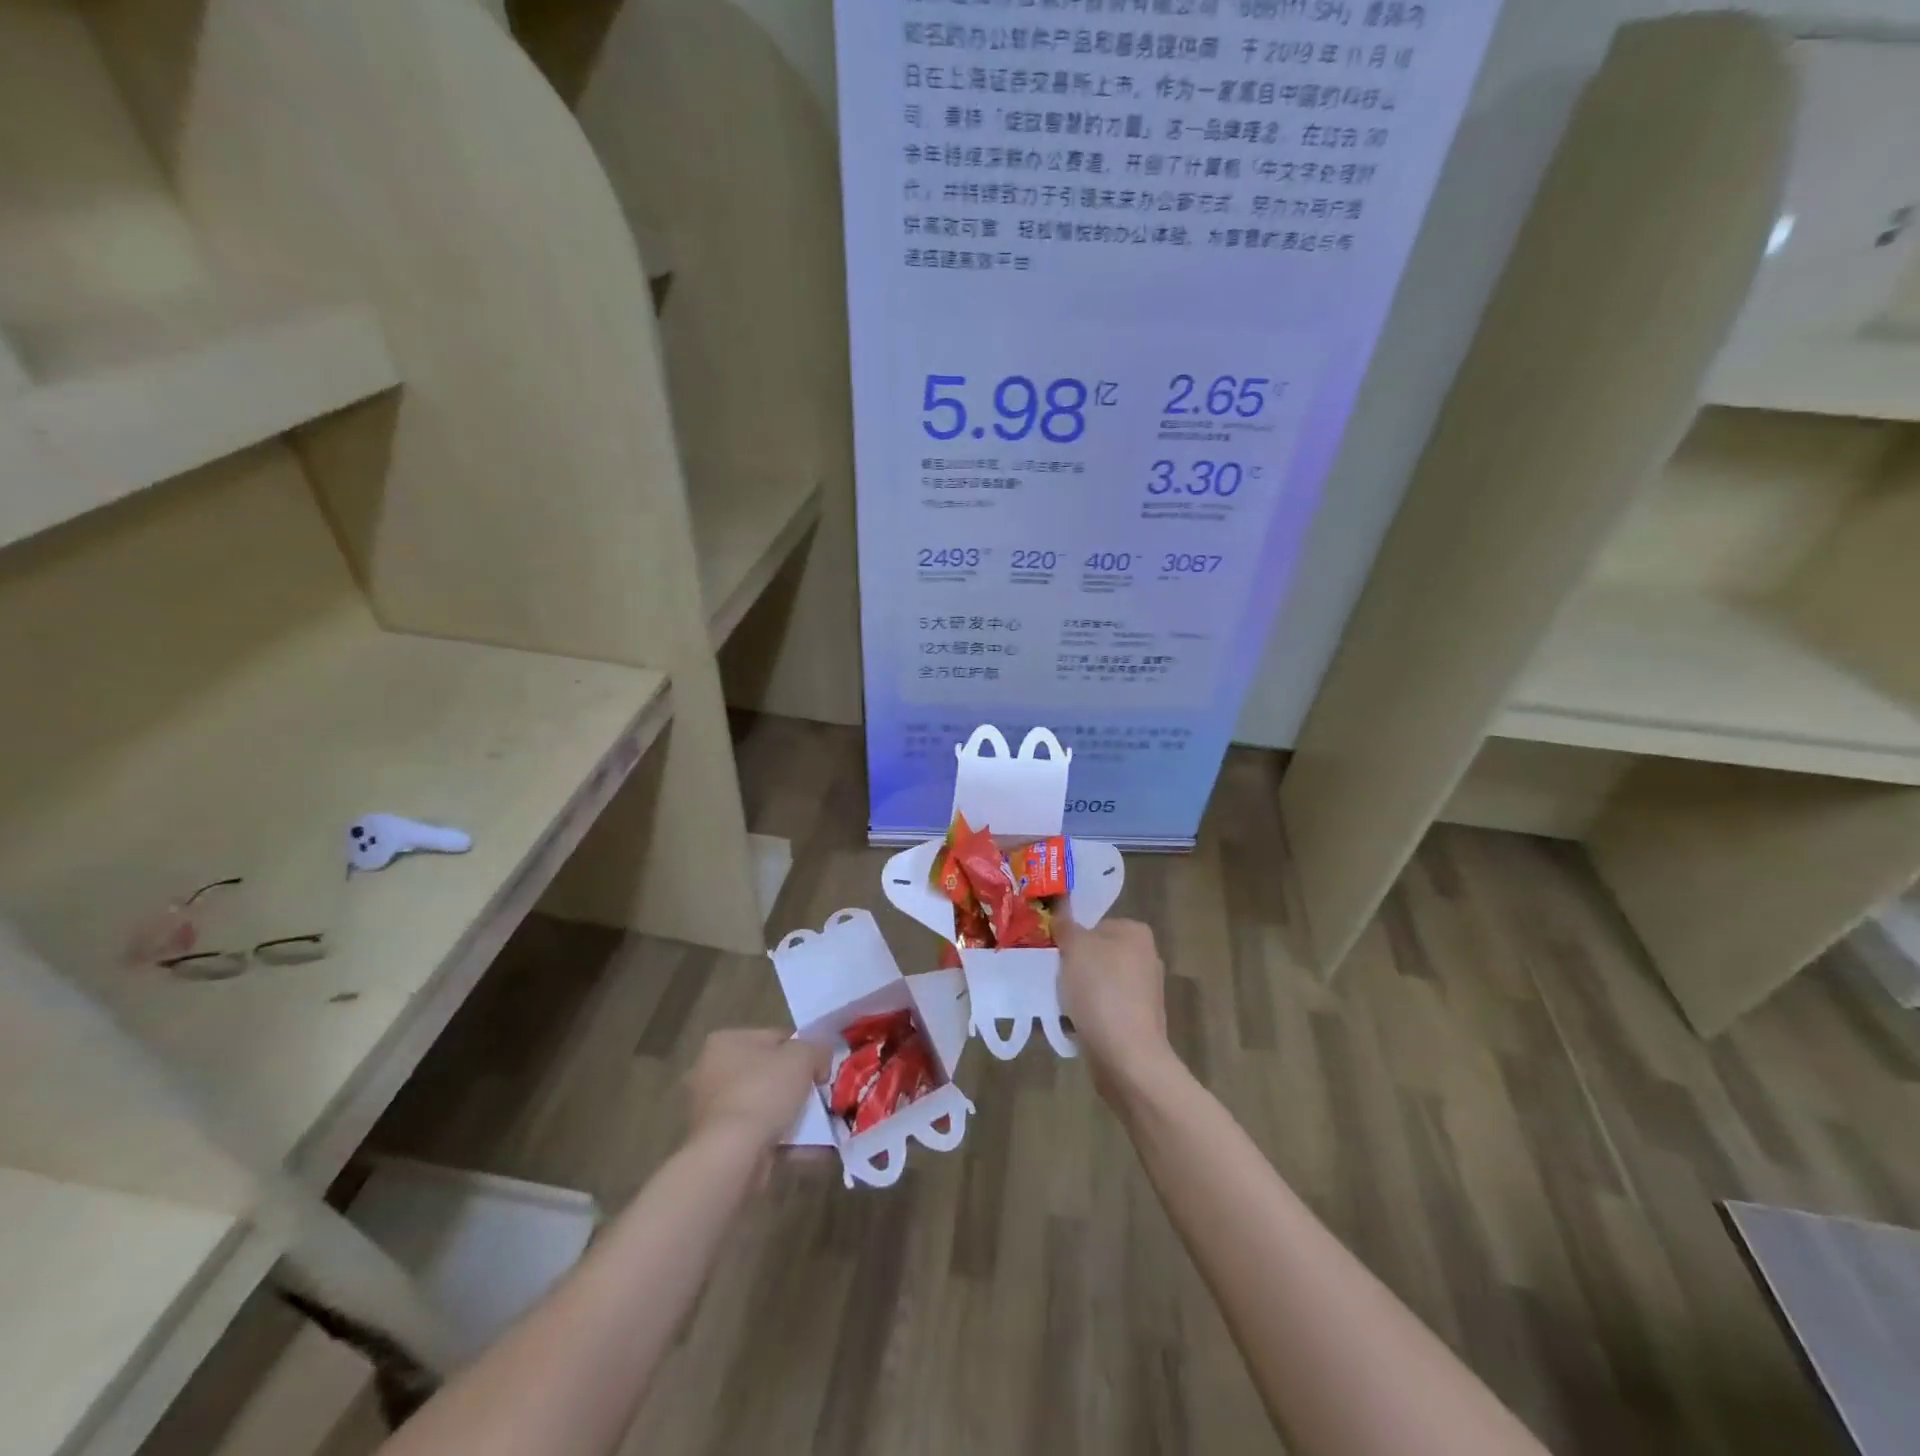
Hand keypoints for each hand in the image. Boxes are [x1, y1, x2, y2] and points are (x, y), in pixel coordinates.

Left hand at [685, 1029, 828, 1154]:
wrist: (732, 1155)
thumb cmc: (763, 1092)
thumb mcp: (803, 1055)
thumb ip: (817, 1048)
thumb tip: (820, 1058)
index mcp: (726, 1041)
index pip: (775, 1038)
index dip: (803, 1051)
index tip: (820, 1070)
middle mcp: (711, 1071)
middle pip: (768, 1073)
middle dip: (794, 1086)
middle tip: (818, 1097)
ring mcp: (711, 1111)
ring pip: (763, 1106)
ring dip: (790, 1115)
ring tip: (817, 1126)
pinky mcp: (716, 1144)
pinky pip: (757, 1134)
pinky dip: (781, 1140)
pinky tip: (806, 1149)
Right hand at [1056, 917, 1174, 1101]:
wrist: (1126, 1056)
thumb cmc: (1101, 990)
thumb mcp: (1075, 947)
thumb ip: (1066, 925)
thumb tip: (1062, 907)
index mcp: (1136, 933)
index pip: (1095, 923)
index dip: (1070, 935)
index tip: (1051, 950)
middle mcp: (1145, 958)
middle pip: (1095, 953)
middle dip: (1072, 964)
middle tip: (1047, 974)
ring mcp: (1143, 993)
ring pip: (1096, 982)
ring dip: (1076, 991)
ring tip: (1054, 1001)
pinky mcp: (1136, 1022)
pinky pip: (1102, 1009)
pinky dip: (1086, 1013)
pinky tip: (1068, 1022)